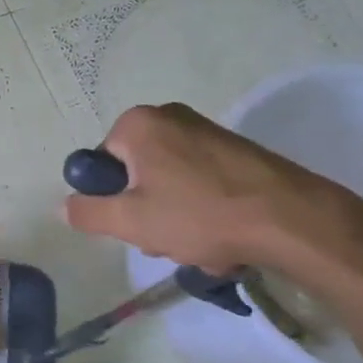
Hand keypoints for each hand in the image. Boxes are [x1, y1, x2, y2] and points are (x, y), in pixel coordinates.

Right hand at [63, 103, 351, 271]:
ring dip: (175, 217)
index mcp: (138, 124)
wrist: (296, 221)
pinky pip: (201, 183)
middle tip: (165, 238)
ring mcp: (208, 132)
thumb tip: (66, 205)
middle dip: (146, 210)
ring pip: (170, 183)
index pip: (101, 164)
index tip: (134, 223)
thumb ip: (87, 212)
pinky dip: (204, 210)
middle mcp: (171, 117)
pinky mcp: (239, 152)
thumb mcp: (129, 221)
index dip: (111, 198)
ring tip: (200, 245)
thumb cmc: (200, 215)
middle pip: (136, 173)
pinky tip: (224, 238)